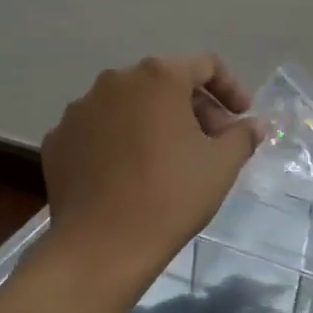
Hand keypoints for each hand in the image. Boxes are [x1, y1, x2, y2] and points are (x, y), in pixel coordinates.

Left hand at [40, 55, 264, 300]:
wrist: (101, 247)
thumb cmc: (172, 195)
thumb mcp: (222, 164)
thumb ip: (243, 135)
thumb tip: (254, 125)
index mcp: (159, 77)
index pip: (205, 65)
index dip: (230, 88)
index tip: (241, 117)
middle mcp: (116, 80)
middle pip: (165, 82)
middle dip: (194, 107)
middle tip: (212, 142)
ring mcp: (80, 109)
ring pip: (130, 104)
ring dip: (155, 121)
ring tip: (170, 158)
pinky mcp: (58, 139)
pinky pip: (100, 129)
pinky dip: (120, 140)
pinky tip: (131, 172)